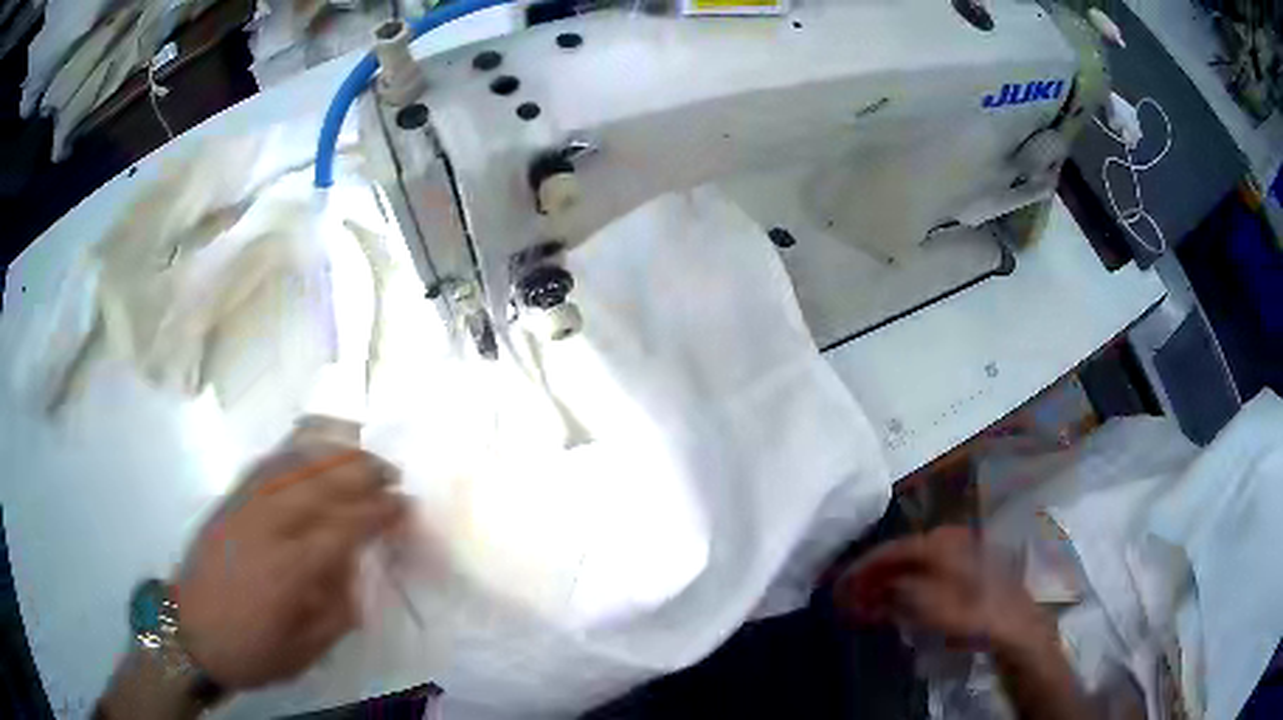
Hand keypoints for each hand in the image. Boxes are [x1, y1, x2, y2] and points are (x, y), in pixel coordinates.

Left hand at [175, 426, 407, 690]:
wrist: (189, 634)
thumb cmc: (250, 651)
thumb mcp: (305, 651)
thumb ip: (336, 610)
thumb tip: (354, 569)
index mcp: (288, 570)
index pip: (343, 528)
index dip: (378, 514)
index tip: (404, 507)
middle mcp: (266, 527)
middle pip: (321, 484)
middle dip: (362, 474)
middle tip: (392, 474)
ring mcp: (244, 507)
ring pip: (293, 465)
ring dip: (332, 455)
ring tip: (359, 455)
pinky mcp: (229, 500)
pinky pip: (265, 465)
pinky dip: (294, 454)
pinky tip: (311, 454)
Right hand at [834, 526, 1054, 652]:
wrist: (1013, 622)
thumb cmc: (970, 612)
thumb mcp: (928, 606)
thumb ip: (897, 593)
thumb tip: (874, 589)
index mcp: (937, 542)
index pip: (889, 549)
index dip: (861, 568)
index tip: (838, 586)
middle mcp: (948, 538)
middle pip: (901, 555)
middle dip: (873, 577)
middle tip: (850, 599)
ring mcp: (961, 550)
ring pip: (915, 564)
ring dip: (890, 584)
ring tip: (870, 605)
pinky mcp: (969, 566)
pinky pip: (930, 572)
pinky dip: (910, 586)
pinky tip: (900, 604)